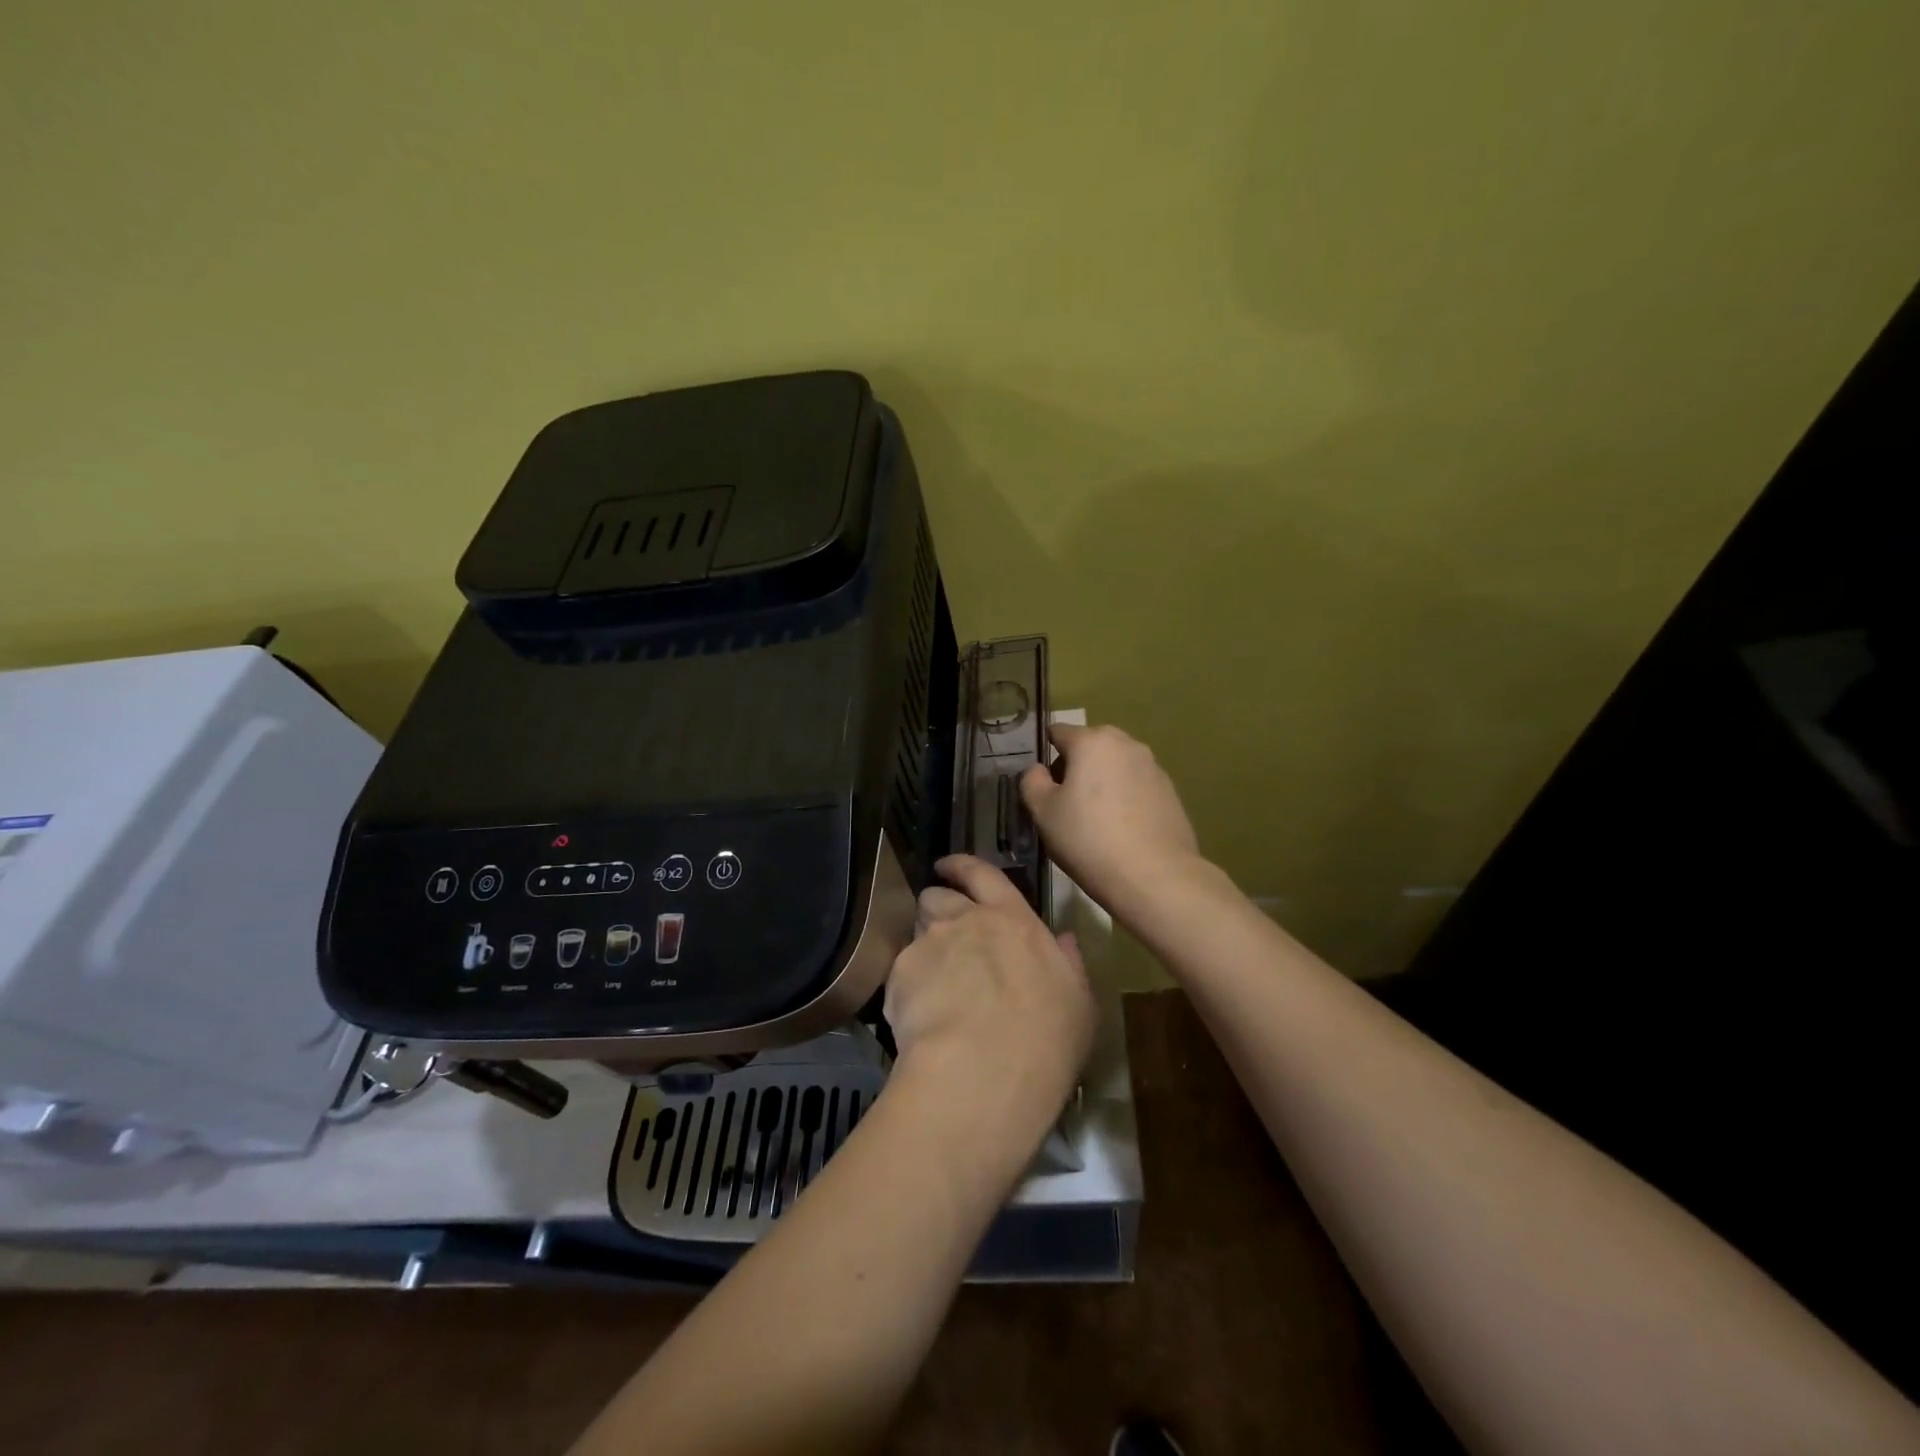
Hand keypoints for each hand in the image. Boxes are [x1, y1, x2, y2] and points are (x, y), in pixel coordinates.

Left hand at [883, 855, 1094, 1126]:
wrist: (984, 1072)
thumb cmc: (1046, 1039)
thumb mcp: (1078, 1002)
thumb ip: (1068, 964)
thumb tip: (1063, 940)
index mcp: (1013, 920)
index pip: (983, 874)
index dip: (963, 866)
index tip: (948, 866)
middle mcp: (966, 920)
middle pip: (939, 896)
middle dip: (938, 907)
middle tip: (945, 935)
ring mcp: (929, 944)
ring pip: (916, 929)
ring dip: (923, 943)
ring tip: (932, 978)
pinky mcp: (899, 974)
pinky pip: (901, 971)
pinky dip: (908, 986)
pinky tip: (920, 1017)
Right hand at [1020, 723, 1202, 913]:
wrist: (1154, 877)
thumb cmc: (1089, 839)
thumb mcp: (1043, 813)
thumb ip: (1032, 782)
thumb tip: (1038, 770)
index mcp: (1093, 741)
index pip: (1058, 732)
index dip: (1045, 754)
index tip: (1041, 783)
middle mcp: (1127, 744)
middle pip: (1091, 746)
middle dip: (1076, 767)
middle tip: (1066, 804)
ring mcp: (1154, 767)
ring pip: (1116, 766)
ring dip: (1103, 782)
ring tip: (1095, 820)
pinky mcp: (1171, 792)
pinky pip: (1137, 786)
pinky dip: (1126, 799)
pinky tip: (1121, 830)